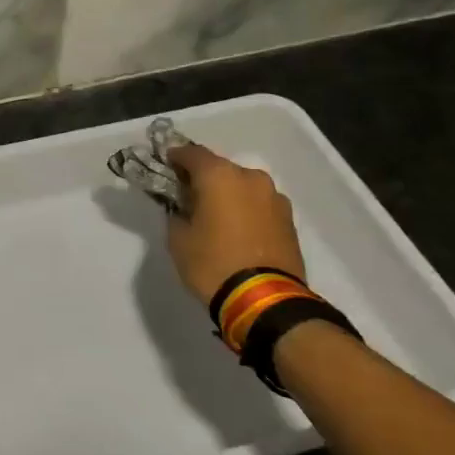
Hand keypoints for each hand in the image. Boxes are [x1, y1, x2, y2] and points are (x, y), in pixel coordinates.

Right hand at [165, 143, 306, 306]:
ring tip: (216, 215)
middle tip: (189, 195)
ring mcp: (274, 198)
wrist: (264, 300)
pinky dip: (246, 210)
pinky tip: (237, 229)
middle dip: (203, 178)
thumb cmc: (213, 263)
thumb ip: (177, 213)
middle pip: (220, 168)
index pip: (191, 154)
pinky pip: (259, 205)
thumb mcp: (178, 239)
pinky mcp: (288, 219)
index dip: (175, 157)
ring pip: (243, 186)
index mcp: (219, 176)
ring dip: (228, 194)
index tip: (166, 166)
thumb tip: (184, 208)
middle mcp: (250, 178)